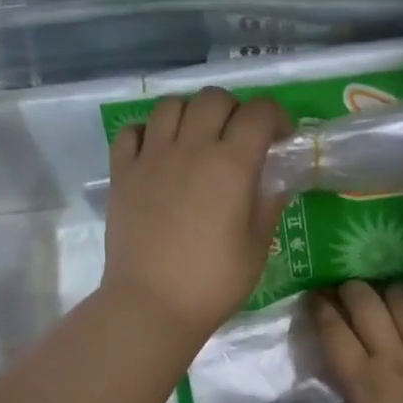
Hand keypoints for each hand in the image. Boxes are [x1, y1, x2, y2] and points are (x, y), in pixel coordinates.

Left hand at [101, 87, 291, 343]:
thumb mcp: (256, 247)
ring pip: (171, 105)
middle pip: (214, 98)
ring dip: (191, 113)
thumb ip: (268, 204)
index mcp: (231, 164)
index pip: (258, 113)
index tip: (280, 137)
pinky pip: (132, 131)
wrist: (151, 304)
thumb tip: (275, 180)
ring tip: (197, 139)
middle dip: (235, 110)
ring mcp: (151, 157)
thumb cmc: (213, 282)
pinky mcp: (122, 173)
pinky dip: (148, 132)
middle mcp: (191, 148)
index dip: (275, 117)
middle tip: (239, 138)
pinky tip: (158, 152)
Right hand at [313, 281, 402, 402]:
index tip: (315, 296)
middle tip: (348, 290)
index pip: (333, 330)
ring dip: (389, 294)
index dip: (320, 307)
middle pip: (365, 302)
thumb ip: (362, 394)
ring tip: (386, 298)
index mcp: (362, 379)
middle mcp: (392, 355)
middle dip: (352, 289)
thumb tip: (362, 375)